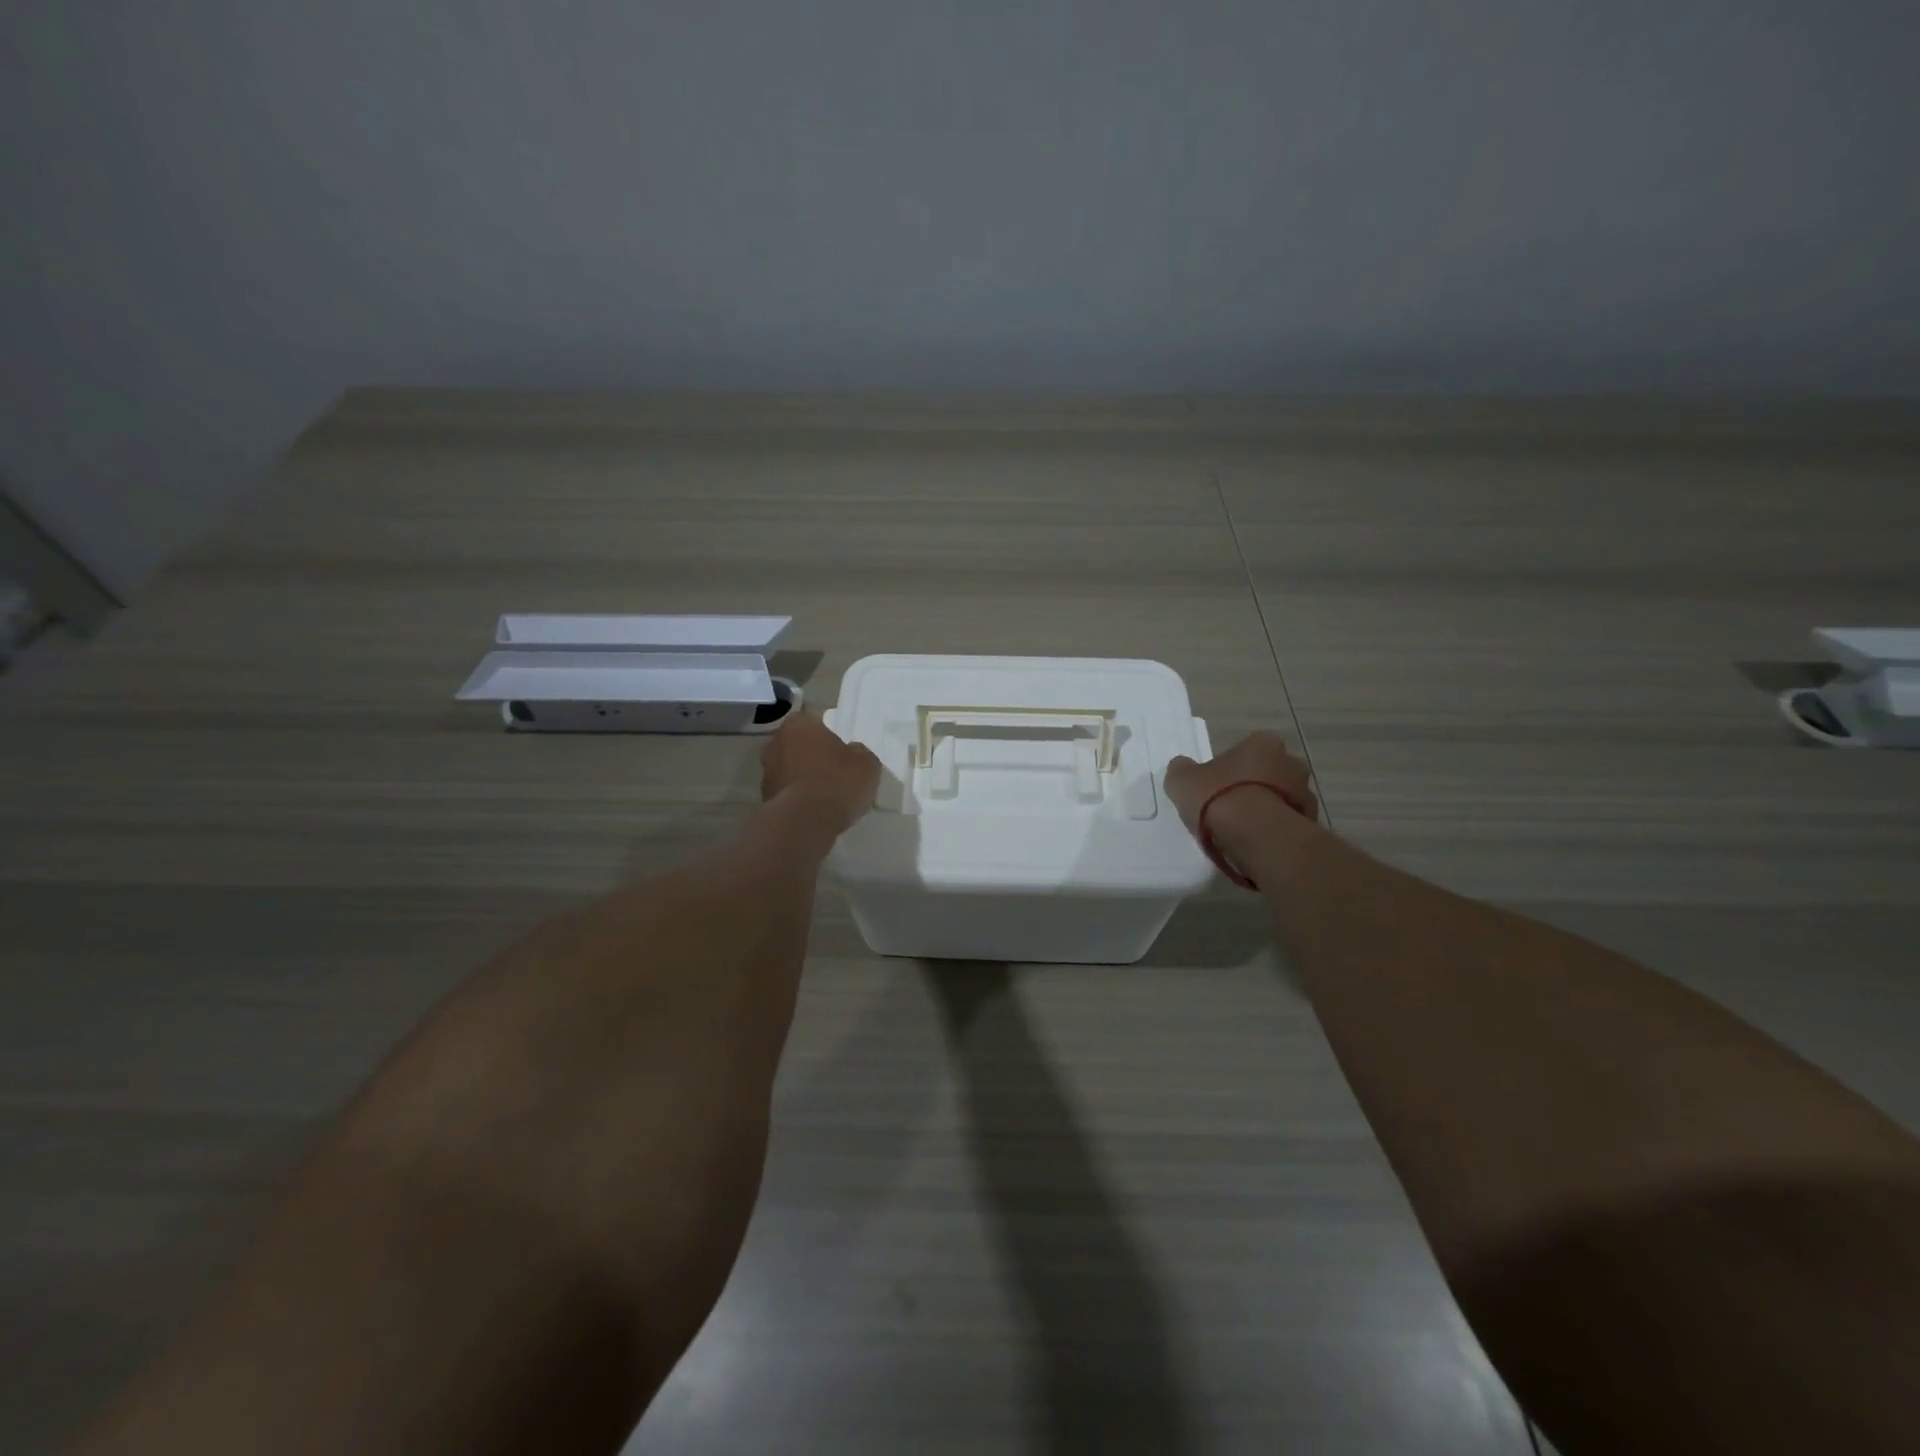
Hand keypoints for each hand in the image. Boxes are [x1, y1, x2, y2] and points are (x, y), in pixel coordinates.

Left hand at [760, 711, 882, 834]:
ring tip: (827, 795)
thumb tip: (853, 753)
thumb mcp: (866, 763)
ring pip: (791, 769)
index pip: (815, 721)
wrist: (804, 823)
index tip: (843, 749)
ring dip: (804, 778)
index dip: (830, 735)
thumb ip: (859, 752)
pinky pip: (788, 793)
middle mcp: (775, 742)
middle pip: (799, 745)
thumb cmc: (837, 782)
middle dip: (813, 755)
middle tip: (835, 770)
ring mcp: (766, 772)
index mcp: (798, 724)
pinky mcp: (764, 799)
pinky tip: (816, 811)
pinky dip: (799, 798)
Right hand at [1164, 731, 1318, 845]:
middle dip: (1253, 787)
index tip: (1216, 786)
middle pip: (1268, 773)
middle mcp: (1291, 762)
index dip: (1230, 768)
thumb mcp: (1182, 781)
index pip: (1247, 750)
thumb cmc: (1219, 798)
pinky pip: (1286, 824)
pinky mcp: (1311, 824)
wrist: (1258, 837)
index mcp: (1263, 743)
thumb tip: (1183, 767)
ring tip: (1241, 831)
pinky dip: (1274, 831)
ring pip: (1280, 799)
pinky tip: (1255, 843)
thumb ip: (1182, 770)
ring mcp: (1306, 794)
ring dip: (1266, 810)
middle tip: (1229, 807)